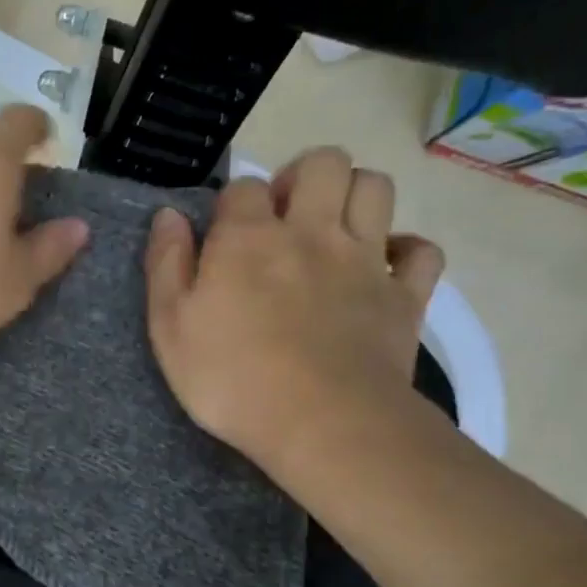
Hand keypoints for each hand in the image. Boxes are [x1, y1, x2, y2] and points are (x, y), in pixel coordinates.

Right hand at [144, 147, 443, 477]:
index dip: (233, 202)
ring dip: (354, 194)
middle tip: (286, 214)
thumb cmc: (231, 378)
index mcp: (249, 238)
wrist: (322, 424)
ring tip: (332, 227)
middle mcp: (311, 232)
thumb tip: (169, 214)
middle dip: (303, 175)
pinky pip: (421, 251)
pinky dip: (405, 250)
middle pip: (324, 163)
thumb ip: (166, 264)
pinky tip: (384, 266)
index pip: (244, 186)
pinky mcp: (404, 296)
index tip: (224, 234)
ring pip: (376, 188)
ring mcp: (365, 261)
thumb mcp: (170, 326)